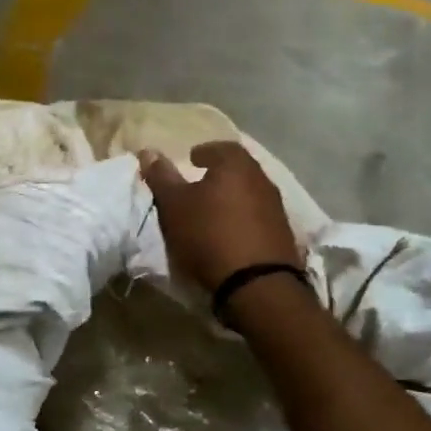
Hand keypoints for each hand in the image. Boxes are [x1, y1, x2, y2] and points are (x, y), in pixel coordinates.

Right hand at [140, 141, 301, 293]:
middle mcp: (261, 180)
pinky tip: (230, 232)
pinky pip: (258, 216)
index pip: (221, 147)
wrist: (257, 283)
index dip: (204, 152)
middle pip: (238, 169)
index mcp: (236, 166)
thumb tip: (148, 151)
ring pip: (250, 193)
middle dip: (219, 174)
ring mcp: (276, 208)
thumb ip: (161, 177)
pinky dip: (243, 218)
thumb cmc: (209, 235)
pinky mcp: (283, 234)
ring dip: (232, 197)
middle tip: (200, 183)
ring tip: (212, 210)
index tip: (192, 160)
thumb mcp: (174, 205)